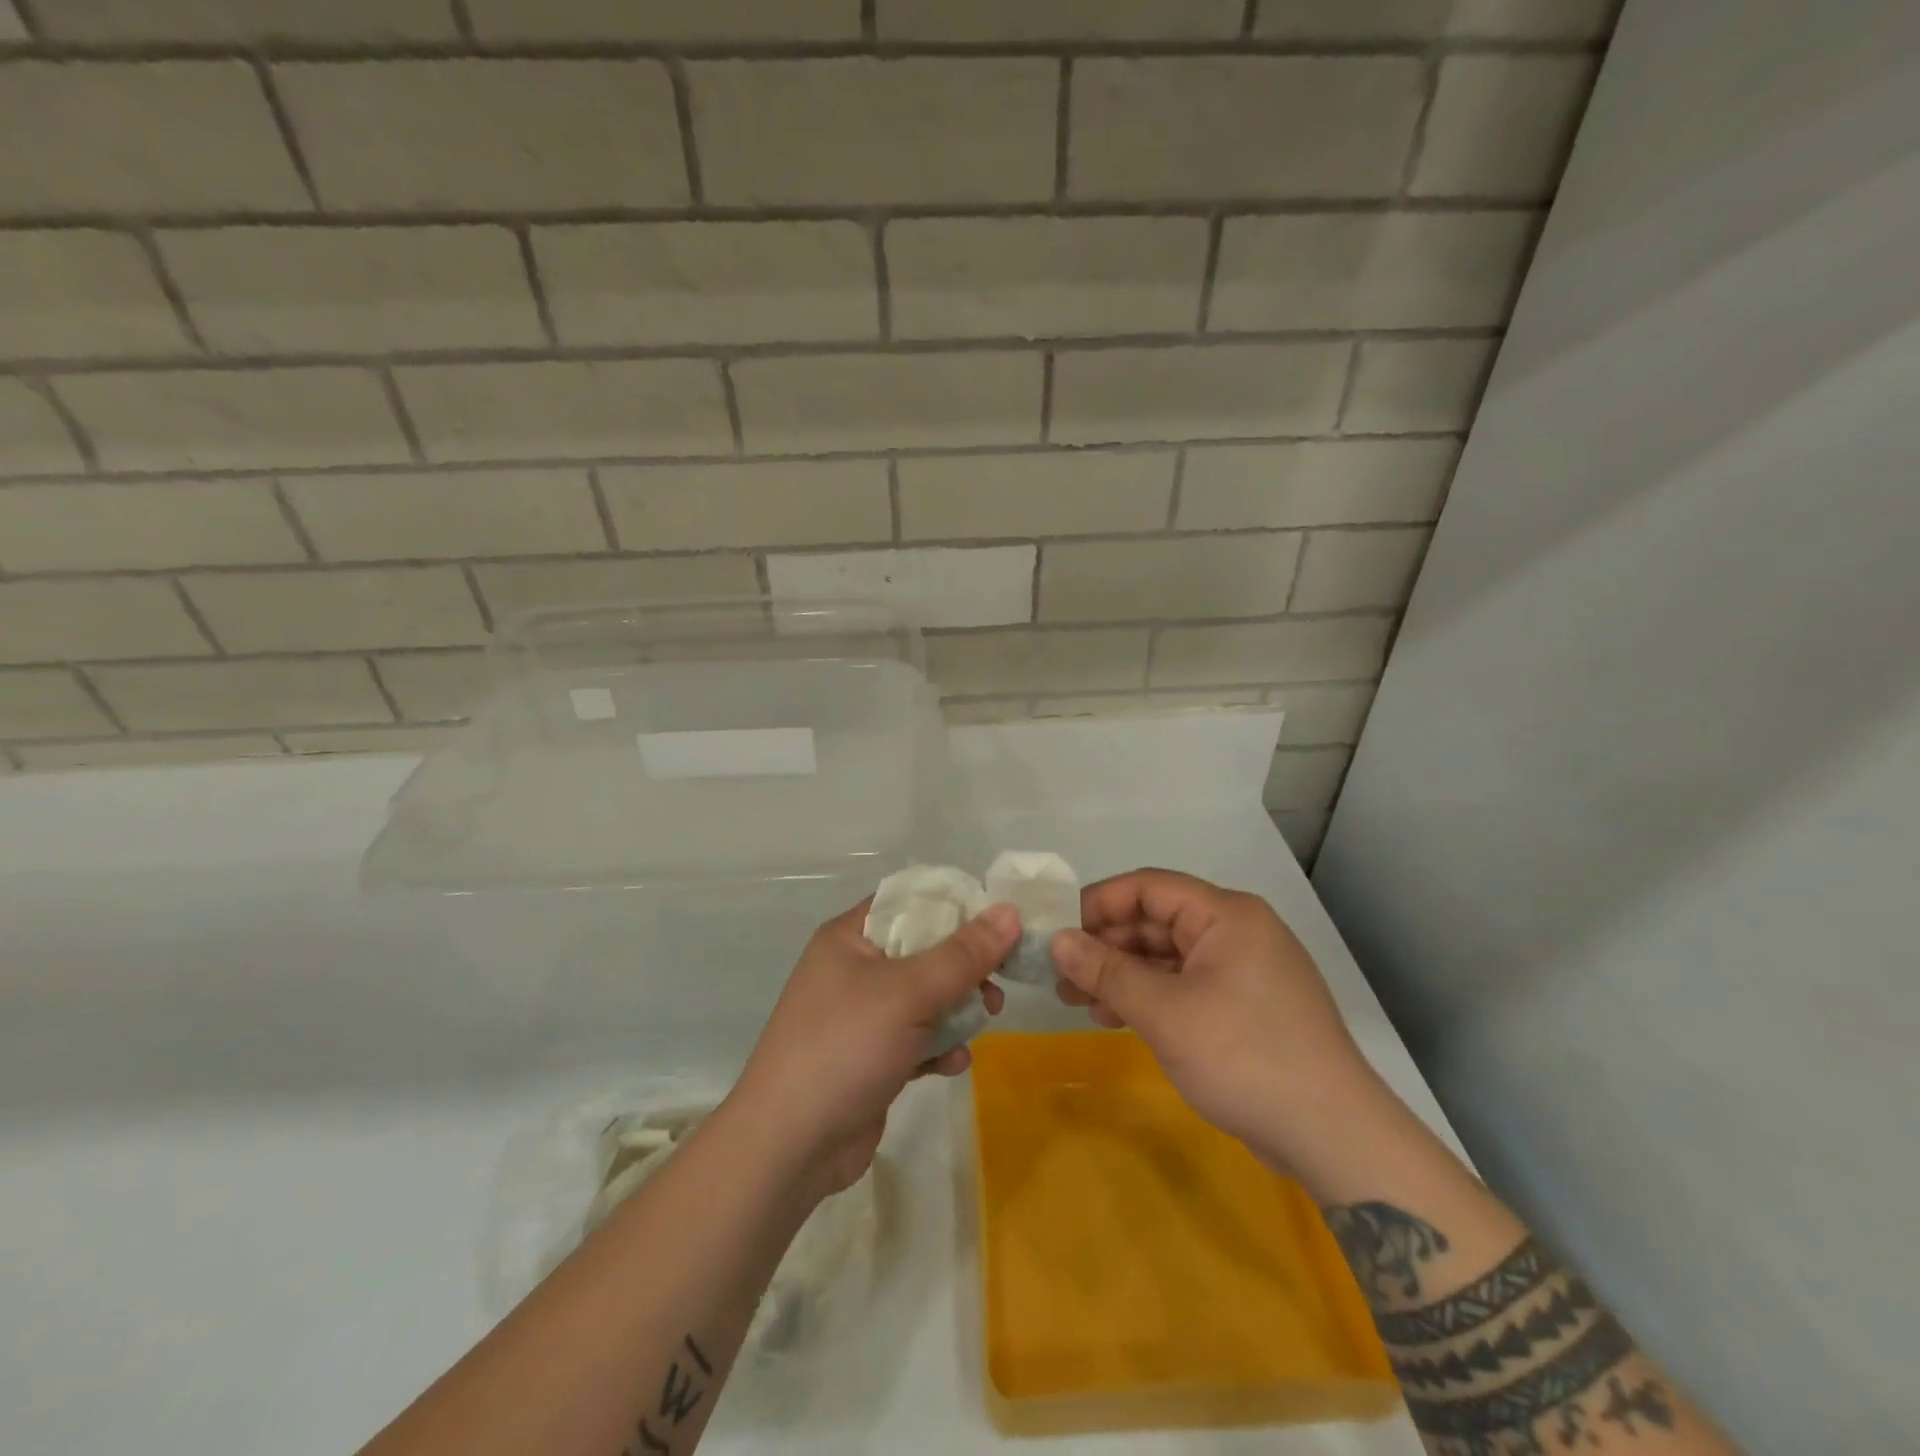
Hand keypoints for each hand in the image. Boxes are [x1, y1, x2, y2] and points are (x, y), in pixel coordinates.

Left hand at [728, 900, 1018, 1200]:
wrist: (789, 1147)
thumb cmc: (845, 1047)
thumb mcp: (908, 993)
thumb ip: (962, 955)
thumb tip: (1009, 911)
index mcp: (849, 937)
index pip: (909, 901)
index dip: (954, 905)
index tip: (999, 920)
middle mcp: (854, 969)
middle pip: (924, 950)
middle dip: (964, 967)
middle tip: (996, 983)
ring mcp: (862, 1016)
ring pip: (926, 997)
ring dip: (958, 1008)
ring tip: (986, 1020)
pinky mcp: (872, 1058)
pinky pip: (917, 1038)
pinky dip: (939, 1046)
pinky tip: (954, 1063)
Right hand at [1053, 869, 1380, 1174]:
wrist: (1333, 1137)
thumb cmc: (1244, 1057)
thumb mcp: (1165, 1012)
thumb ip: (1106, 971)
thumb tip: (1056, 940)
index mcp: (1226, 915)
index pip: (1148, 887)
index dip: (1098, 903)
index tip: (1056, 928)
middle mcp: (1236, 932)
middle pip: (1156, 921)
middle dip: (1105, 946)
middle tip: (1058, 974)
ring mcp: (1243, 970)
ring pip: (1167, 956)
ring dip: (1122, 974)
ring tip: (1075, 999)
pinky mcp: (1244, 1006)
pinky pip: (1185, 985)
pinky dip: (1149, 996)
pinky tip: (1114, 1016)